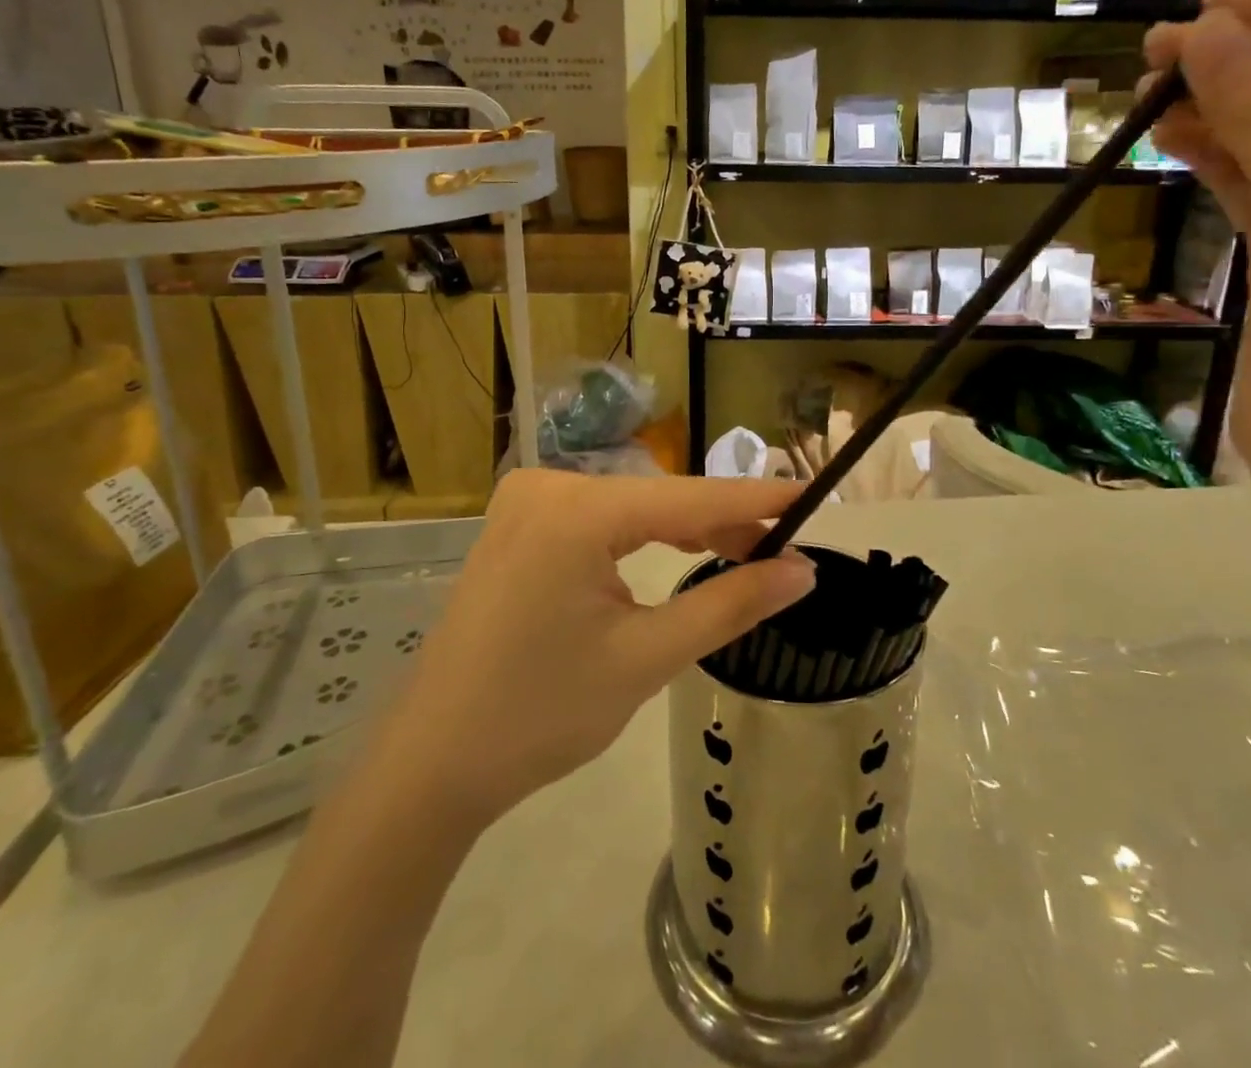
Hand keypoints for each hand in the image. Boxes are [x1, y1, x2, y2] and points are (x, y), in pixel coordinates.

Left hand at [370, 471, 813, 826]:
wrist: (433, 763)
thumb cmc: (540, 716)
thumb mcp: (647, 658)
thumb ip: (731, 604)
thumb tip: (803, 571)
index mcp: (576, 511)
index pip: (691, 497)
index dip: (759, 496)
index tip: (817, 494)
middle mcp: (549, 486)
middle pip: (661, 498)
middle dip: (724, 521)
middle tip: (785, 549)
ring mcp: (527, 501)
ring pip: (633, 506)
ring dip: (687, 528)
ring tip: (745, 553)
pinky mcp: (519, 524)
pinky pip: (601, 518)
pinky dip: (644, 534)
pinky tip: (678, 550)